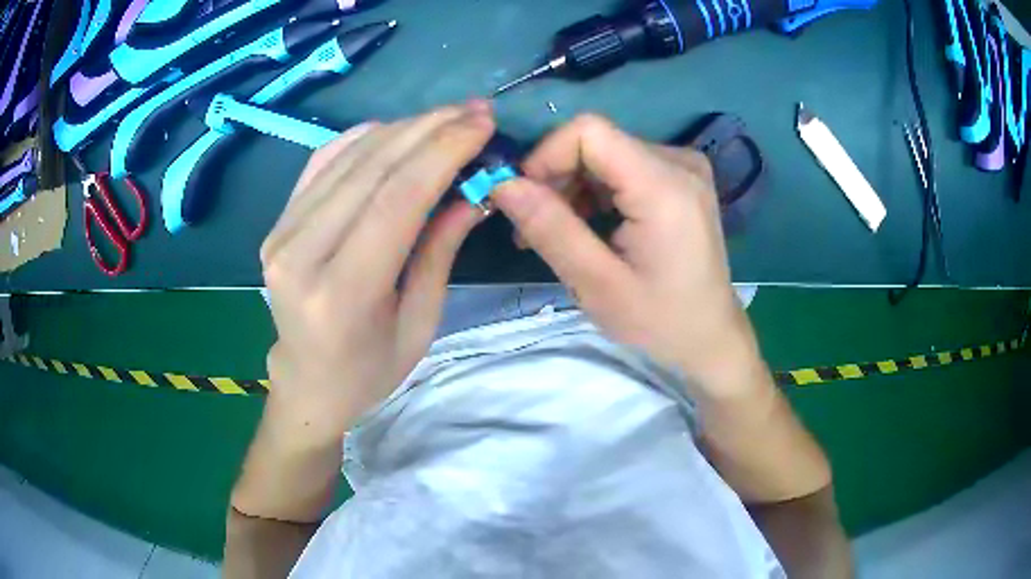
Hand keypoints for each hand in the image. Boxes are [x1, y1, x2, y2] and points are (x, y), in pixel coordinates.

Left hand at [260, 102, 494, 435]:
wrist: (307, 380)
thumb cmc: (369, 369)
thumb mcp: (419, 322)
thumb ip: (440, 249)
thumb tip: (474, 188)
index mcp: (340, 294)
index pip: (396, 200)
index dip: (443, 151)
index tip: (483, 124)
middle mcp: (299, 254)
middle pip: (371, 168)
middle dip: (430, 129)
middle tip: (475, 111)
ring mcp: (280, 233)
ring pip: (347, 157)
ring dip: (403, 128)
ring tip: (447, 118)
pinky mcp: (277, 222)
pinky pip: (323, 161)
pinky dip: (364, 138)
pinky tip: (397, 131)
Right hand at [493, 115, 760, 398]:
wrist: (710, 336)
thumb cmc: (660, 320)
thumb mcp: (598, 285)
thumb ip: (551, 229)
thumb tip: (503, 183)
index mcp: (665, 186)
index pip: (589, 131)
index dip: (548, 156)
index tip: (526, 200)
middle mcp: (679, 162)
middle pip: (596, 142)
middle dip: (556, 178)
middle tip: (533, 229)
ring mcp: (684, 167)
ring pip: (605, 153)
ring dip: (573, 187)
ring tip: (557, 234)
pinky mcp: (681, 178)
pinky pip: (623, 166)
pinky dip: (596, 191)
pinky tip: (587, 226)